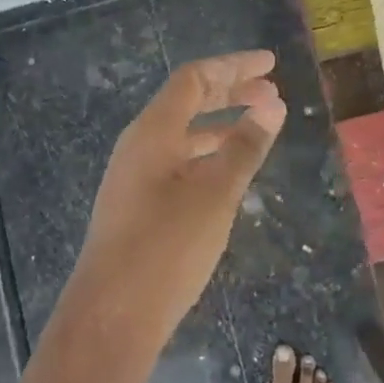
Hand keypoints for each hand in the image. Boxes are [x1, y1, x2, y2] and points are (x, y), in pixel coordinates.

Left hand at [65, 51, 287, 357]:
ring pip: (183, 133)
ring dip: (220, 124)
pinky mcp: (137, 204)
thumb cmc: (167, 246)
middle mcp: (140, 143)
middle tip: (271, 93)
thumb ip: (245, 146)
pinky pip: (177, 161)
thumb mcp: (216, 194)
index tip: (271, 65)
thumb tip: (272, 104)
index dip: (233, 67)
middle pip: (187, 101)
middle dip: (230, 91)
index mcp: (153, 129)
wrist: (111, 317)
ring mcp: (135, 174)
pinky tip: (229, 172)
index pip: (194, 78)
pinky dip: (207, 154)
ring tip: (258, 127)